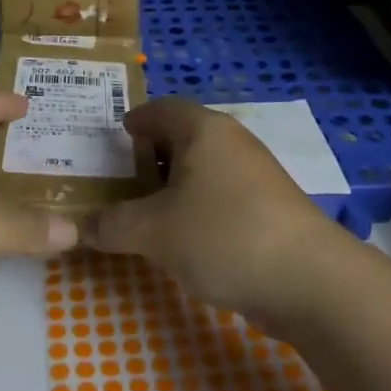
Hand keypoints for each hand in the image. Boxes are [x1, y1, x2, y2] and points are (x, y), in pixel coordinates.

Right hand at [88, 98, 341, 324]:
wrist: (310, 282)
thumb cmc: (224, 235)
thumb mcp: (154, 231)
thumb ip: (112, 225)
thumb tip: (80, 227)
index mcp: (203, 130)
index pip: (161, 109)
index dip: (136, 119)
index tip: (115, 135)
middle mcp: (232, 143)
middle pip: (182, 138)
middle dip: (149, 156)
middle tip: (116, 178)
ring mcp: (256, 176)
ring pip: (202, 170)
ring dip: (172, 187)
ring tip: (142, 211)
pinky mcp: (269, 210)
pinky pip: (219, 196)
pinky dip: (195, 208)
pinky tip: (181, 238)